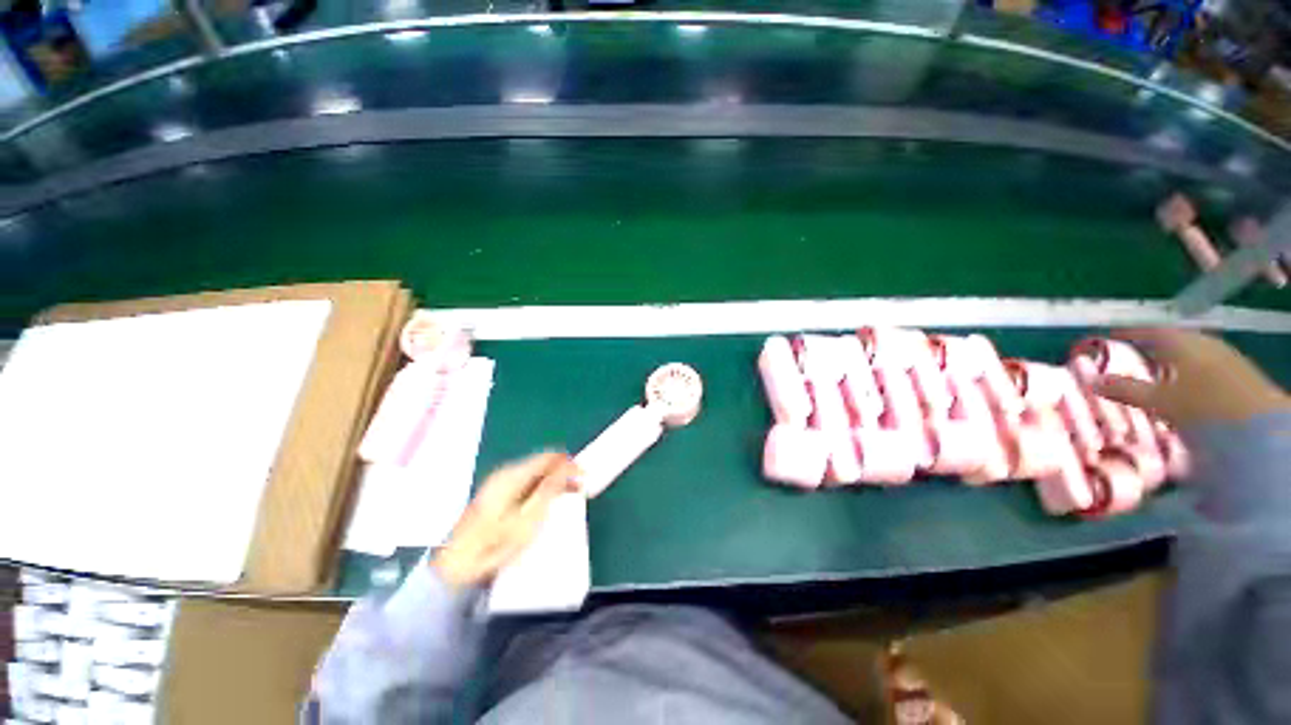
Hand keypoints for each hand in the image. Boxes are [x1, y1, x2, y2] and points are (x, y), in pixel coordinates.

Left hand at [433, 452, 578, 588]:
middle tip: (579, 489)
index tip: (585, 477)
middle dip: (563, 472)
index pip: (548, 457)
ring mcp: (498, 484)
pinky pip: (525, 483)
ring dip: (553, 481)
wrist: (454, 570)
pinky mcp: (495, 495)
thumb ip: (549, 489)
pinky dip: (540, 489)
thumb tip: (567, 466)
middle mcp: (505, 473)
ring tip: (568, 496)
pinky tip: (547, 503)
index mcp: (512, 475)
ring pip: (534, 473)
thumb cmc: (493, 546)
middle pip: (541, 463)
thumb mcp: (528, 520)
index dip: (569, 463)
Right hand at [1094, 328, 1288, 427]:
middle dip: (1151, 346)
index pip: (1149, 330)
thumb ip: (1127, 390)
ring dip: (1172, 360)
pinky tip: (1186, 387)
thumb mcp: (1159, 401)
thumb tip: (1092, 380)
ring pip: (1191, 353)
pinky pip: (1205, 365)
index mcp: (1181, 342)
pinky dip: (1189, 371)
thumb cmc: (1204, 406)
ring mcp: (1224, 357)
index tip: (1109, 337)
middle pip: (1173, 340)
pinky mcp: (1237, 374)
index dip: (1128, 333)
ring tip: (1157, 373)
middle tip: (1131, 356)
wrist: (1261, 426)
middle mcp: (1203, 343)